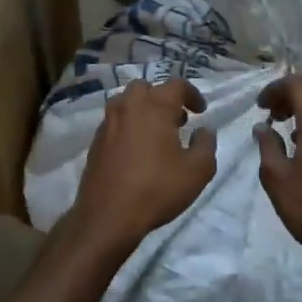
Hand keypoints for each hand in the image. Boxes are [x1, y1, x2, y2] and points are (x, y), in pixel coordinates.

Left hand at [70, 78, 216, 257]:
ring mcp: (108, 123)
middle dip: (163, 98)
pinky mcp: (95, 141)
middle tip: (176, 120)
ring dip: (143, 110)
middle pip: (146, 88)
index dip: (192, 94)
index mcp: (154, 106)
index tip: (201, 112)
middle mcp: (128, 107)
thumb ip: (206, 145)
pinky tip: (136, 151)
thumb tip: (204, 131)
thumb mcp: (197, 171)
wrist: (108, 216)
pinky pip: (115, 122)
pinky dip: (128, 127)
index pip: (176, 85)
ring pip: (126, 103)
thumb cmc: (157, 188)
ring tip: (156, 134)